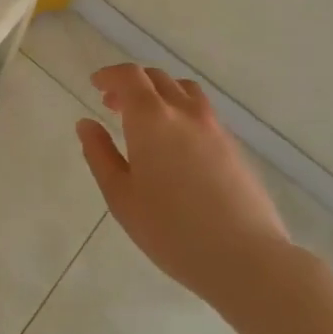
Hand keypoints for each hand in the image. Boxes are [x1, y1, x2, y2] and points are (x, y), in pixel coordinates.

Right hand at [77, 64, 295, 310]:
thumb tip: (86, 124)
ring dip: (161, 93)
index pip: (129, 76)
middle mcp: (184, 111)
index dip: (110, 75)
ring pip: (184, 90)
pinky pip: (203, 112)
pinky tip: (178, 145)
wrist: (246, 258)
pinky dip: (183, 112)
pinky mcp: (235, 147)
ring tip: (149, 120)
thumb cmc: (171, 230)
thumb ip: (100, 154)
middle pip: (157, 78)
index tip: (96, 85)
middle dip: (132, 84)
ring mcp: (214, 127)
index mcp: (151, 117)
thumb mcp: (121, 196)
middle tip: (114, 106)